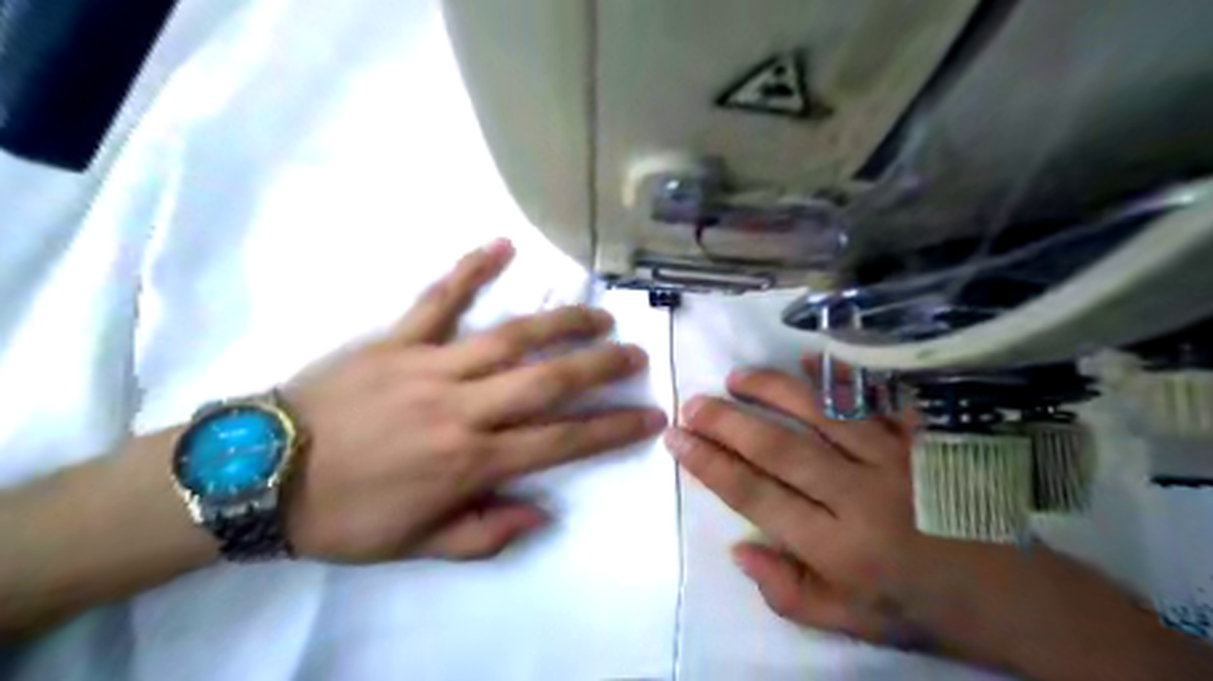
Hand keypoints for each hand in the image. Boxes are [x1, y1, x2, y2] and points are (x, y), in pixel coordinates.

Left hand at [278, 240, 667, 564]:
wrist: (254, 475)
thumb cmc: (342, 515)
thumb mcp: (415, 546)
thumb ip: (483, 533)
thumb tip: (542, 511)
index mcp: (470, 461)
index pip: (560, 442)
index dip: (611, 429)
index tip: (649, 416)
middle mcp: (462, 407)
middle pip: (548, 381)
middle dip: (601, 367)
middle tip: (635, 355)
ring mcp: (429, 365)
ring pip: (510, 336)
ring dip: (561, 322)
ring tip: (598, 315)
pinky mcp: (395, 338)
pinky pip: (439, 298)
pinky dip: (471, 269)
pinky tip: (502, 245)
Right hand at [664, 359, 1212, 677]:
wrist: (1017, 597)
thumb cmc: (920, 608)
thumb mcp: (850, 622)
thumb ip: (787, 592)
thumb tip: (739, 548)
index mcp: (838, 548)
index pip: (757, 497)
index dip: (710, 464)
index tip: (677, 439)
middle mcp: (861, 498)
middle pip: (780, 449)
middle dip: (727, 421)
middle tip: (692, 402)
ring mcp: (896, 462)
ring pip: (822, 414)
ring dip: (773, 390)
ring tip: (736, 378)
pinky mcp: (923, 441)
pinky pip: (877, 400)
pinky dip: (841, 377)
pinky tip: (809, 359)